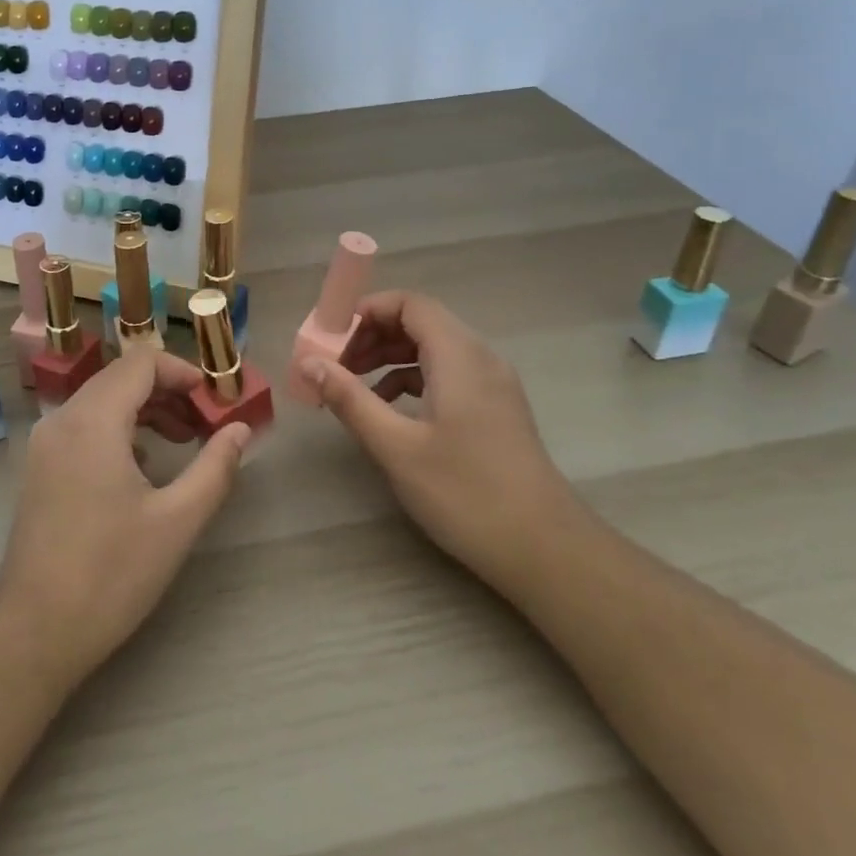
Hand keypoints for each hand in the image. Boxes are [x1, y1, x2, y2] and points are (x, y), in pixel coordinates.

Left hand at [0, 350, 251, 687]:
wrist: (34, 631)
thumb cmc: (111, 573)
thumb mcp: (176, 521)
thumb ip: (215, 467)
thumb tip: (241, 428)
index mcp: (93, 420)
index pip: (142, 362)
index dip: (183, 372)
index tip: (215, 400)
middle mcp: (63, 418)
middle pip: (121, 377)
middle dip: (168, 391)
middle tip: (206, 423)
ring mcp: (46, 443)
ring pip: (102, 401)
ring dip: (145, 410)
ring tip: (184, 441)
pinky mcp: (40, 467)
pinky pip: (85, 425)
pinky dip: (119, 429)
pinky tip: (145, 467)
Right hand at [298, 290, 576, 584]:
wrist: (546, 551)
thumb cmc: (466, 493)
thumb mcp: (397, 447)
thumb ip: (350, 399)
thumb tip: (308, 363)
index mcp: (459, 356)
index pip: (410, 304)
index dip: (367, 310)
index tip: (332, 336)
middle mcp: (480, 358)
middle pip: (421, 322)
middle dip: (373, 334)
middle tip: (336, 364)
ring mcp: (493, 384)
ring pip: (434, 348)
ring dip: (390, 356)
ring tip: (353, 384)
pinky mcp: (496, 409)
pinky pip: (447, 373)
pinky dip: (413, 378)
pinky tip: (389, 408)